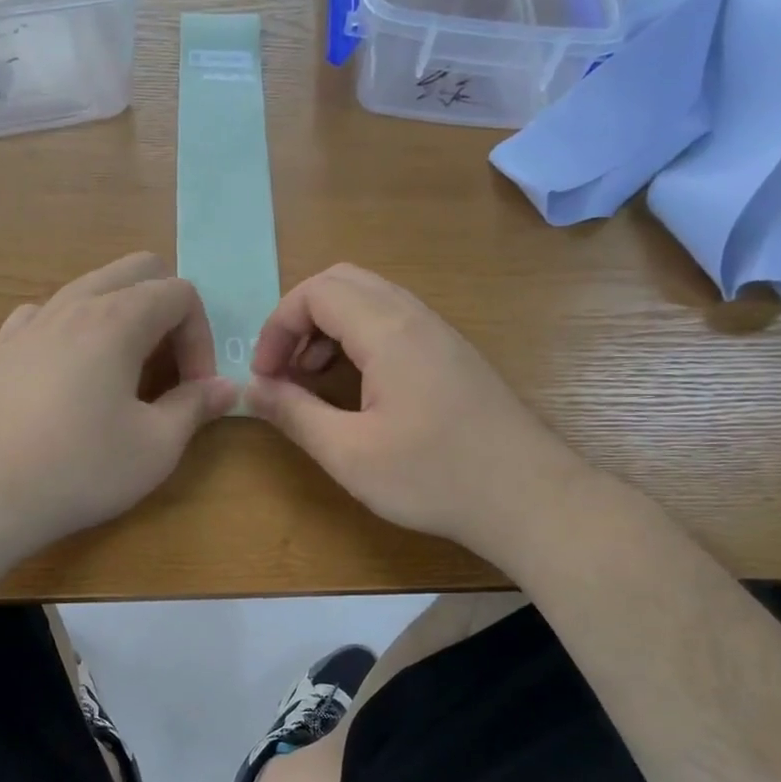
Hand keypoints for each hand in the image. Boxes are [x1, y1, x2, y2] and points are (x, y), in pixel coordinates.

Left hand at [0, 253, 238, 565]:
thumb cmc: (80, 468)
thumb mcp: (156, 446)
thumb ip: (196, 406)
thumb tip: (226, 387)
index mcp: (116, 318)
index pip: (180, 293)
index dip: (201, 337)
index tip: (196, 388)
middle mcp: (74, 304)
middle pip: (138, 271)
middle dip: (168, 311)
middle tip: (169, 368)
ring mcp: (34, 321)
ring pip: (93, 287)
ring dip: (125, 317)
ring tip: (128, 372)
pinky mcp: (6, 346)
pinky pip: (51, 313)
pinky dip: (77, 328)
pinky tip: (76, 370)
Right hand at [245, 264, 571, 558]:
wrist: (529, 498)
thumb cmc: (433, 477)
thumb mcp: (349, 453)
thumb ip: (294, 414)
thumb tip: (251, 390)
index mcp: (389, 331)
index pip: (316, 292)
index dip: (277, 327)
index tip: (264, 377)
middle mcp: (415, 317)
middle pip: (342, 282)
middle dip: (300, 319)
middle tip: (284, 369)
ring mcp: (440, 333)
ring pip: (370, 299)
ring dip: (329, 328)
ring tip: (312, 378)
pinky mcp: (453, 354)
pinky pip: (394, 322)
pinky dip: (359, 338)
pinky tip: (356, 387)